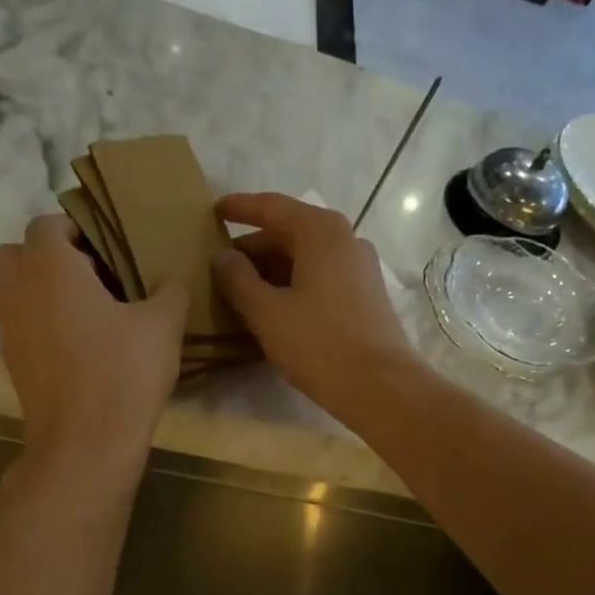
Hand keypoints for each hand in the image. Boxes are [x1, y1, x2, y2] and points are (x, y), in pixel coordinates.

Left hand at [0, 215, 187, 478]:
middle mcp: (17, 289)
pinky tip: (80, 345)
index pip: (48, 224)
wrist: (85, 443)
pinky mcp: (12, 362)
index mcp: (49, 266)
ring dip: (41, 290)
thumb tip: (170, 281)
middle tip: (91, 276)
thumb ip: (170, 291)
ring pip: (13, 290)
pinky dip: (40, 323)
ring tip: (88, 311)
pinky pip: (20, 324)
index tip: (110, 248)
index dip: (78, 229)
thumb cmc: (123, 373)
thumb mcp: (163, 326)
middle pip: (16, 253)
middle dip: (47, 256)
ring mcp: (8, 328)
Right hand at [211, 192, 425, 422]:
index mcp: (320, 232)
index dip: (239, 208)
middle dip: (253, 248)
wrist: (381, 387)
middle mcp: (344, 239)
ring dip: (271, 271)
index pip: (271, 207)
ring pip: (305, 258)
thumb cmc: (320, 345)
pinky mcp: (364, 295)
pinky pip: (320, 278)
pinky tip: (272, 309)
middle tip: (220, 266)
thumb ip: (239, 280)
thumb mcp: (268, 313)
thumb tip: (223, 257)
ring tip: (239, 291)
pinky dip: (292, 285)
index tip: (213, 212)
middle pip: (289, 232)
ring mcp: (359, 267)